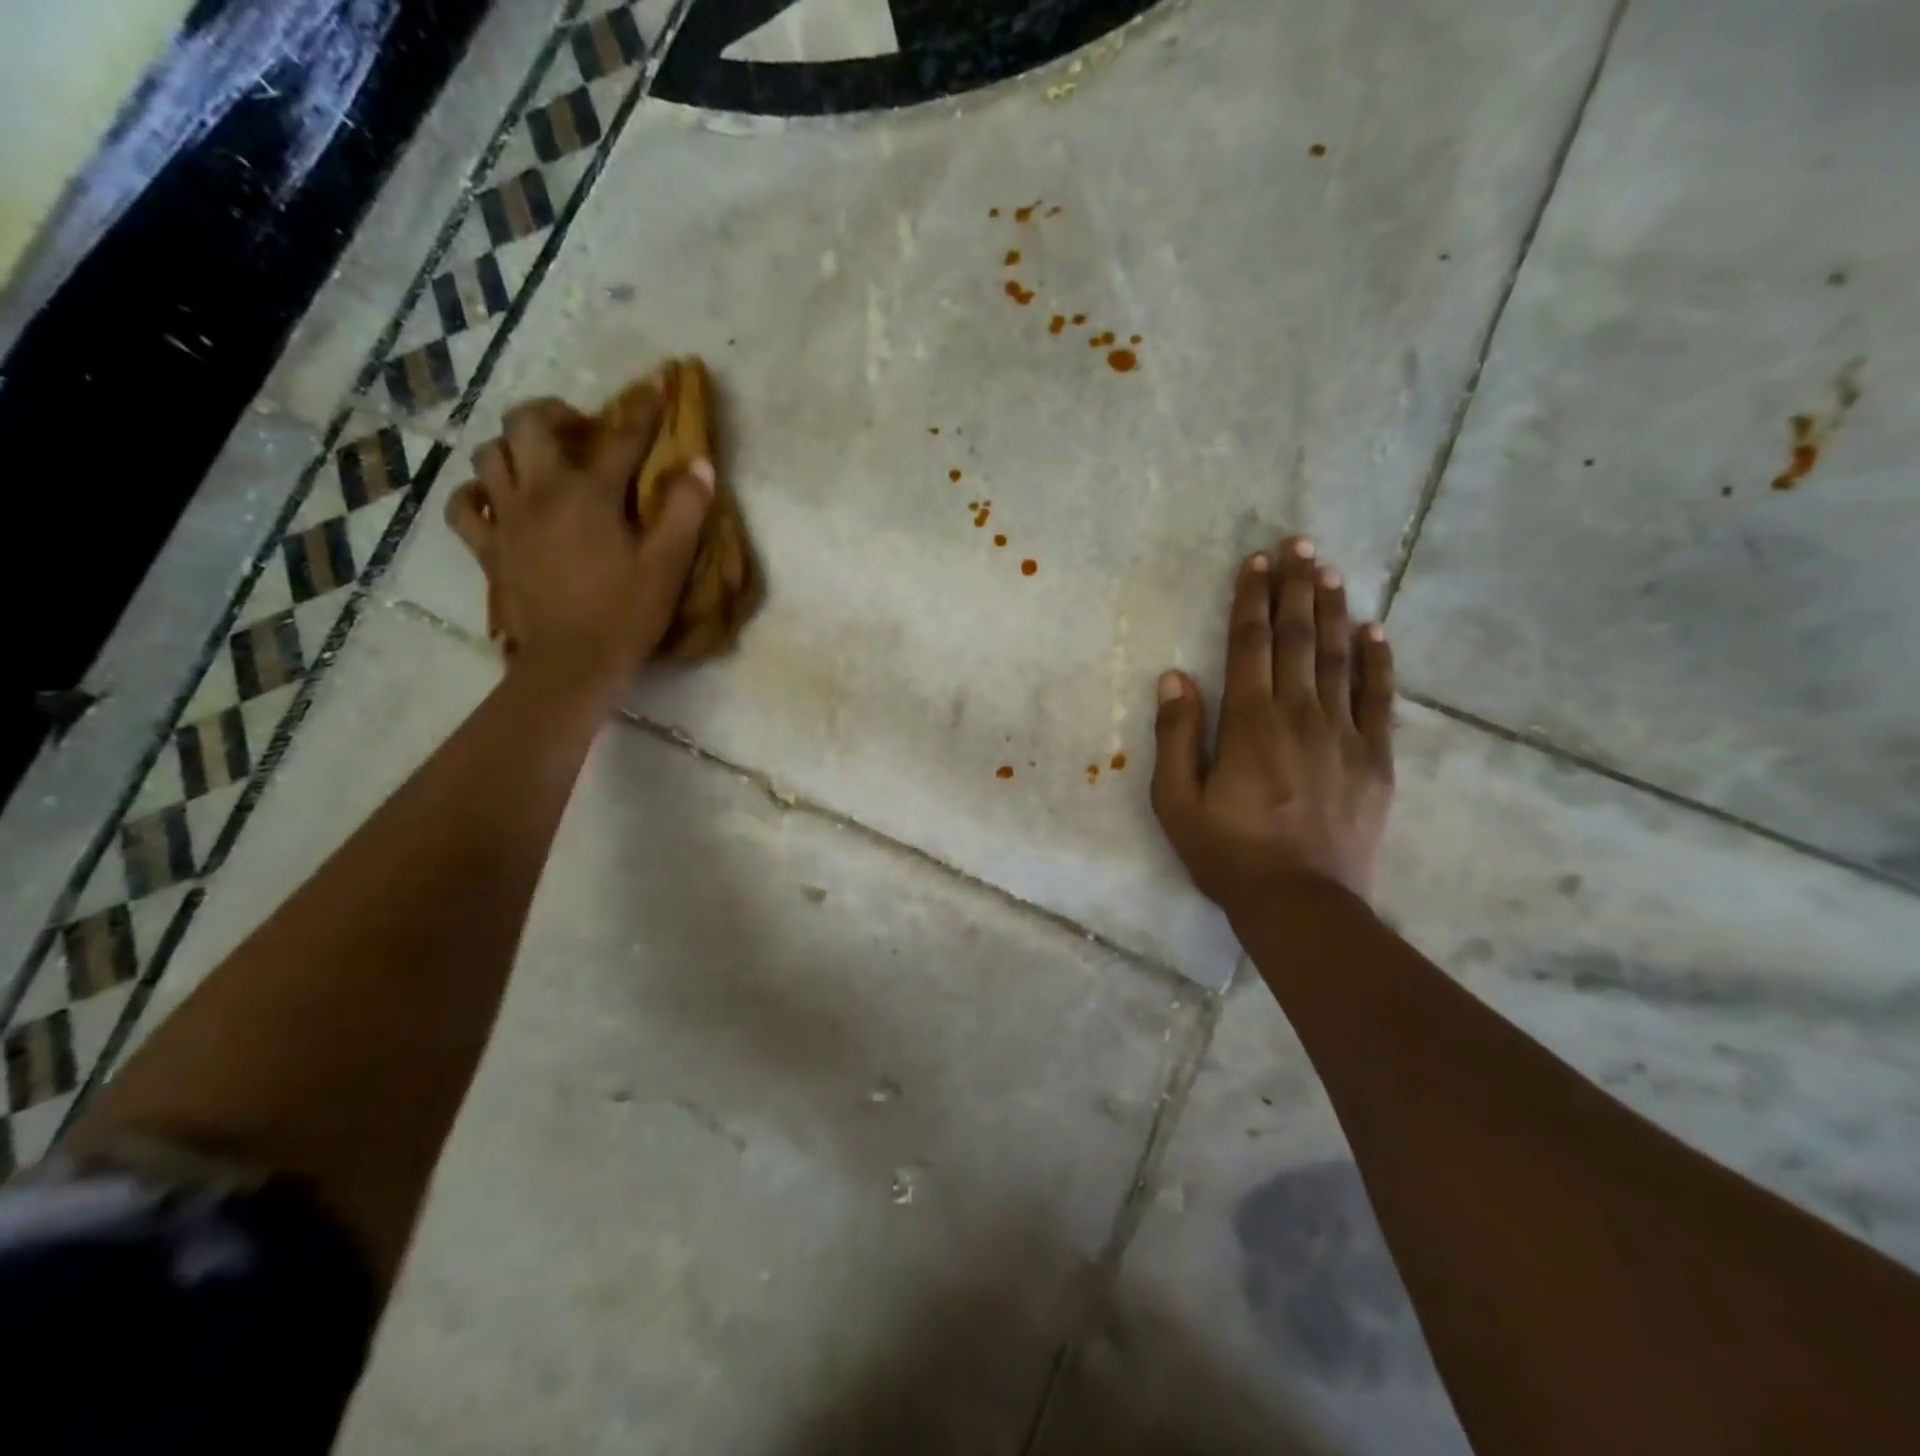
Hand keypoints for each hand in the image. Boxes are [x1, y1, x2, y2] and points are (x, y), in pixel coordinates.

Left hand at [446, 395, 711, 690]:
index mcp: (588, 493)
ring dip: (514, 448)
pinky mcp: (487, 549)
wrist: (571, 663)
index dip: (642, 413)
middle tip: (577, 428)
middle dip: (552, 413)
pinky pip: (463, 505)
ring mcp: (505, 519)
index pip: (618, 438)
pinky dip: (476, 493)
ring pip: (489, 456)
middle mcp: (539, 492)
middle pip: (526, 424)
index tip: (657, 392)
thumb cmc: (626, 613)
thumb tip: (700, 464)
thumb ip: (686, 511)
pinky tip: (496, 501)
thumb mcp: (668, 564)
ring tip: (538, 461)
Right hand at [1151, 536, 1394, 911]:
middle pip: (1296, 639)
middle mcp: (1298, 714)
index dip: (1252, 600)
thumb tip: (1175, 676)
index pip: (1249, 645)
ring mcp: (1343, 734)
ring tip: (1331, 571)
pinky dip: (1377, 661)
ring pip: (1337, 658)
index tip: (1257, 562)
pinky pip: (1378, 698)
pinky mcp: (1375, 759)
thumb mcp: (1176, 801)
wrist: (1301, 903)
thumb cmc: (1227, 853)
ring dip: (1332, 611)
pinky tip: (1374, 630)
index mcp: (1248, 722)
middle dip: (1295, 589)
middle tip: (1299, 545)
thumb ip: (1176, 735)